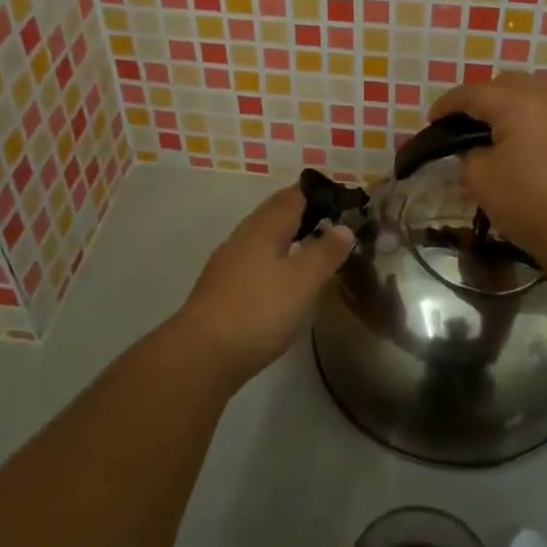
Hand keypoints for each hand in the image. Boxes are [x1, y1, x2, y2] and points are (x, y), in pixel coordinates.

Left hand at [174, 186, 353, 386]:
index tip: (340, 198)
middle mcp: (243, 237)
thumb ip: (324, 252)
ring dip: (286, 235)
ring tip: (310, 246)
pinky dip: (273, 258)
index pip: (293, 196)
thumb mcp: (302, 281)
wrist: (202, 354)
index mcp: (264, 227)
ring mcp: (228, 262)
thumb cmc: (258, 310)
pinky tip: (281, 277)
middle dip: (301, 211)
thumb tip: (343, 226)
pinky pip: (254, 259)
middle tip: (330, 218)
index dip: (316, 193)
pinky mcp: (222, 288)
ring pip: (262, 236)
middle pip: (274, 213)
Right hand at [430, 73, 546, 268]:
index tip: (433, 119)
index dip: (447, 105)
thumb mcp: (480, 179)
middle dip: (485, 99)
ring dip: (522, 103)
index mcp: (517, 101)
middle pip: (508, 84)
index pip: (472, 93)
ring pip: (543, 92)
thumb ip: (469, 152)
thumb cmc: (529, 204)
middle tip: (468, 124)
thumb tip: (476, 147)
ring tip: (510, 127)